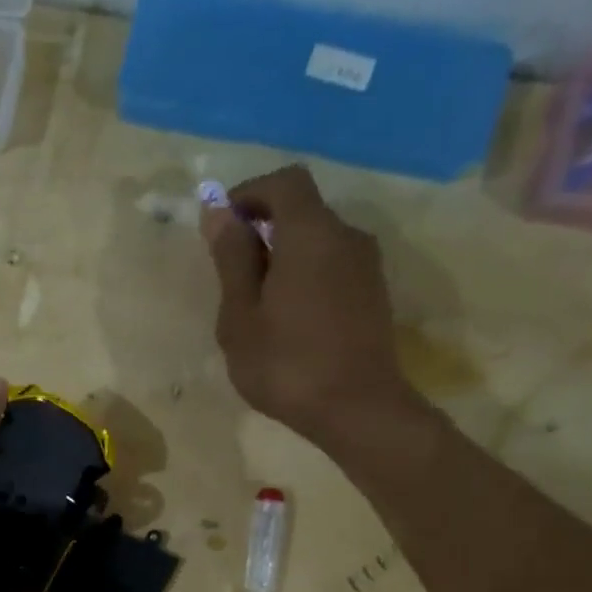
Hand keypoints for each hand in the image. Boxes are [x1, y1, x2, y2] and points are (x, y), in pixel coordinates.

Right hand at [200, 165, 419, 445]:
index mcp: (311, 233)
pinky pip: (332, 266)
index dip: (249, 193)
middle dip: (262, 229)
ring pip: (317, 241)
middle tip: (231, 276)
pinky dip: (304, 275)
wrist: (357, 409)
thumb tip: (218, 213)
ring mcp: (366, 265)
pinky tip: (287, 320)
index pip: (283, 182)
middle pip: (302, 210)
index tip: (222, 226)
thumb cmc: (286, 364)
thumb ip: (232, 259)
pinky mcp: (373, 293)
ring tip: (256, 305)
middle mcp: (346, 236)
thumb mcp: (240, 316)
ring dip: (283, 256)